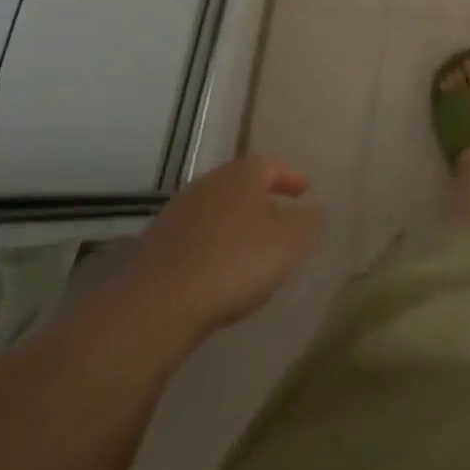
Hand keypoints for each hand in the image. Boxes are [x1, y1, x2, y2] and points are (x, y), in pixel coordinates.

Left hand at [120, 154, 325, 342]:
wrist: (157, 305)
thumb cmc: (235, 263)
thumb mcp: (291, 242)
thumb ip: (310, 221)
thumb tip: (314, 209)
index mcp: (242, 175)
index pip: (272, 164)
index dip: (291, 176)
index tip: (305, 191)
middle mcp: (208, 184)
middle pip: (241, 184)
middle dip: (263, 198)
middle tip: (281, 217)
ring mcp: (177, 213)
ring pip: (217, 209)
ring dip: (235, 222)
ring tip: (251, 246)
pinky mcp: (155, 244)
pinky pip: (195, 235)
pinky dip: (212, 244)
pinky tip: (218, 268)